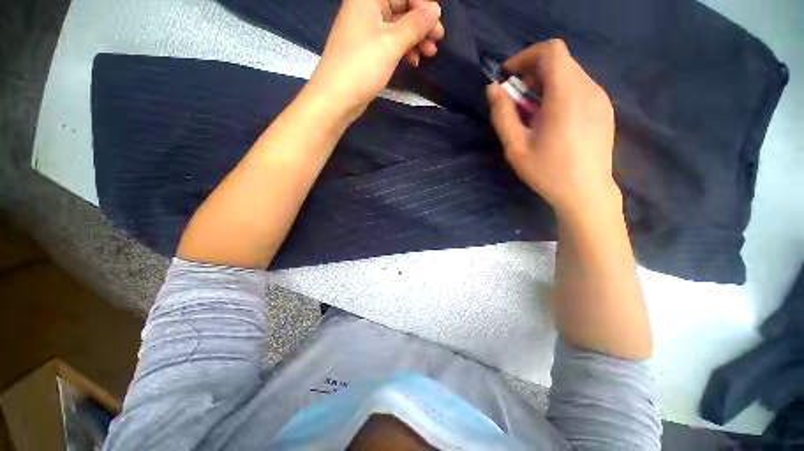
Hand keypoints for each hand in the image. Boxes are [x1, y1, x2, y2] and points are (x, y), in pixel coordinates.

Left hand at [307, 0, 443, 120]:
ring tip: (429, 54)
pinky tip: (413, 62)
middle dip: (421, 23)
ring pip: (397, 28)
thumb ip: (415, 25)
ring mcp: (366, 32)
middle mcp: (366, 10)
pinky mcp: (367, 51)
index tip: (436, 23)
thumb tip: (435, 10)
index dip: (422, 5)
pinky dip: (403, 51)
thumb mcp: (392, 43)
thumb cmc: (362, 66)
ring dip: (415, 39)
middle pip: (400, 8)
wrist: (336, 98)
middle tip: (438, 39)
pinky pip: (389, 44)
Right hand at [486, 39, 619, 219]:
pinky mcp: (604, 108)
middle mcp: (588, 89)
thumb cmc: (547, 172)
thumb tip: (492, 89)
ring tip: (532, 112)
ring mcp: (600, 98)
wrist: (586, 192)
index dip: (526, 57)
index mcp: (566, 96)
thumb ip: (502, 115)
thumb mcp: (516, 147)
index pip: (551, 51)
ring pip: (570, 73)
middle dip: (532, 72)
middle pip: (560, 61)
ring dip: (546, 83)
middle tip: (516, 99)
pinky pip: (580, 87)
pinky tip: (551, 118)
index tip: (508, 77)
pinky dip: (560, 92)